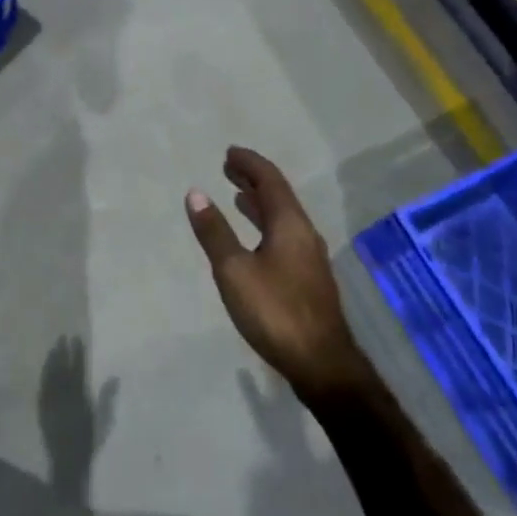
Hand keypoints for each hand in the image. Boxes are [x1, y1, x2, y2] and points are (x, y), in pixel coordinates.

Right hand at [186, 146, 373, 405]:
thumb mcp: (234, 270)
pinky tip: (255, 239)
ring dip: (260, 203)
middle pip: (279, 196)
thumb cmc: (274, 311)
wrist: (320, 362)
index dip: (250, 164)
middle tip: (229, 167)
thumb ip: (214, 232)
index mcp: (289, 225)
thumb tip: (196, 193)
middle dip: (254, 180)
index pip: (270, 182)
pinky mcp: (308, 278)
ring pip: (283, 218)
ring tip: (237, 196)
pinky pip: (284, 236)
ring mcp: (309, 257)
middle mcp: (304, 234)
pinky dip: (265, 224)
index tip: (230, 152)